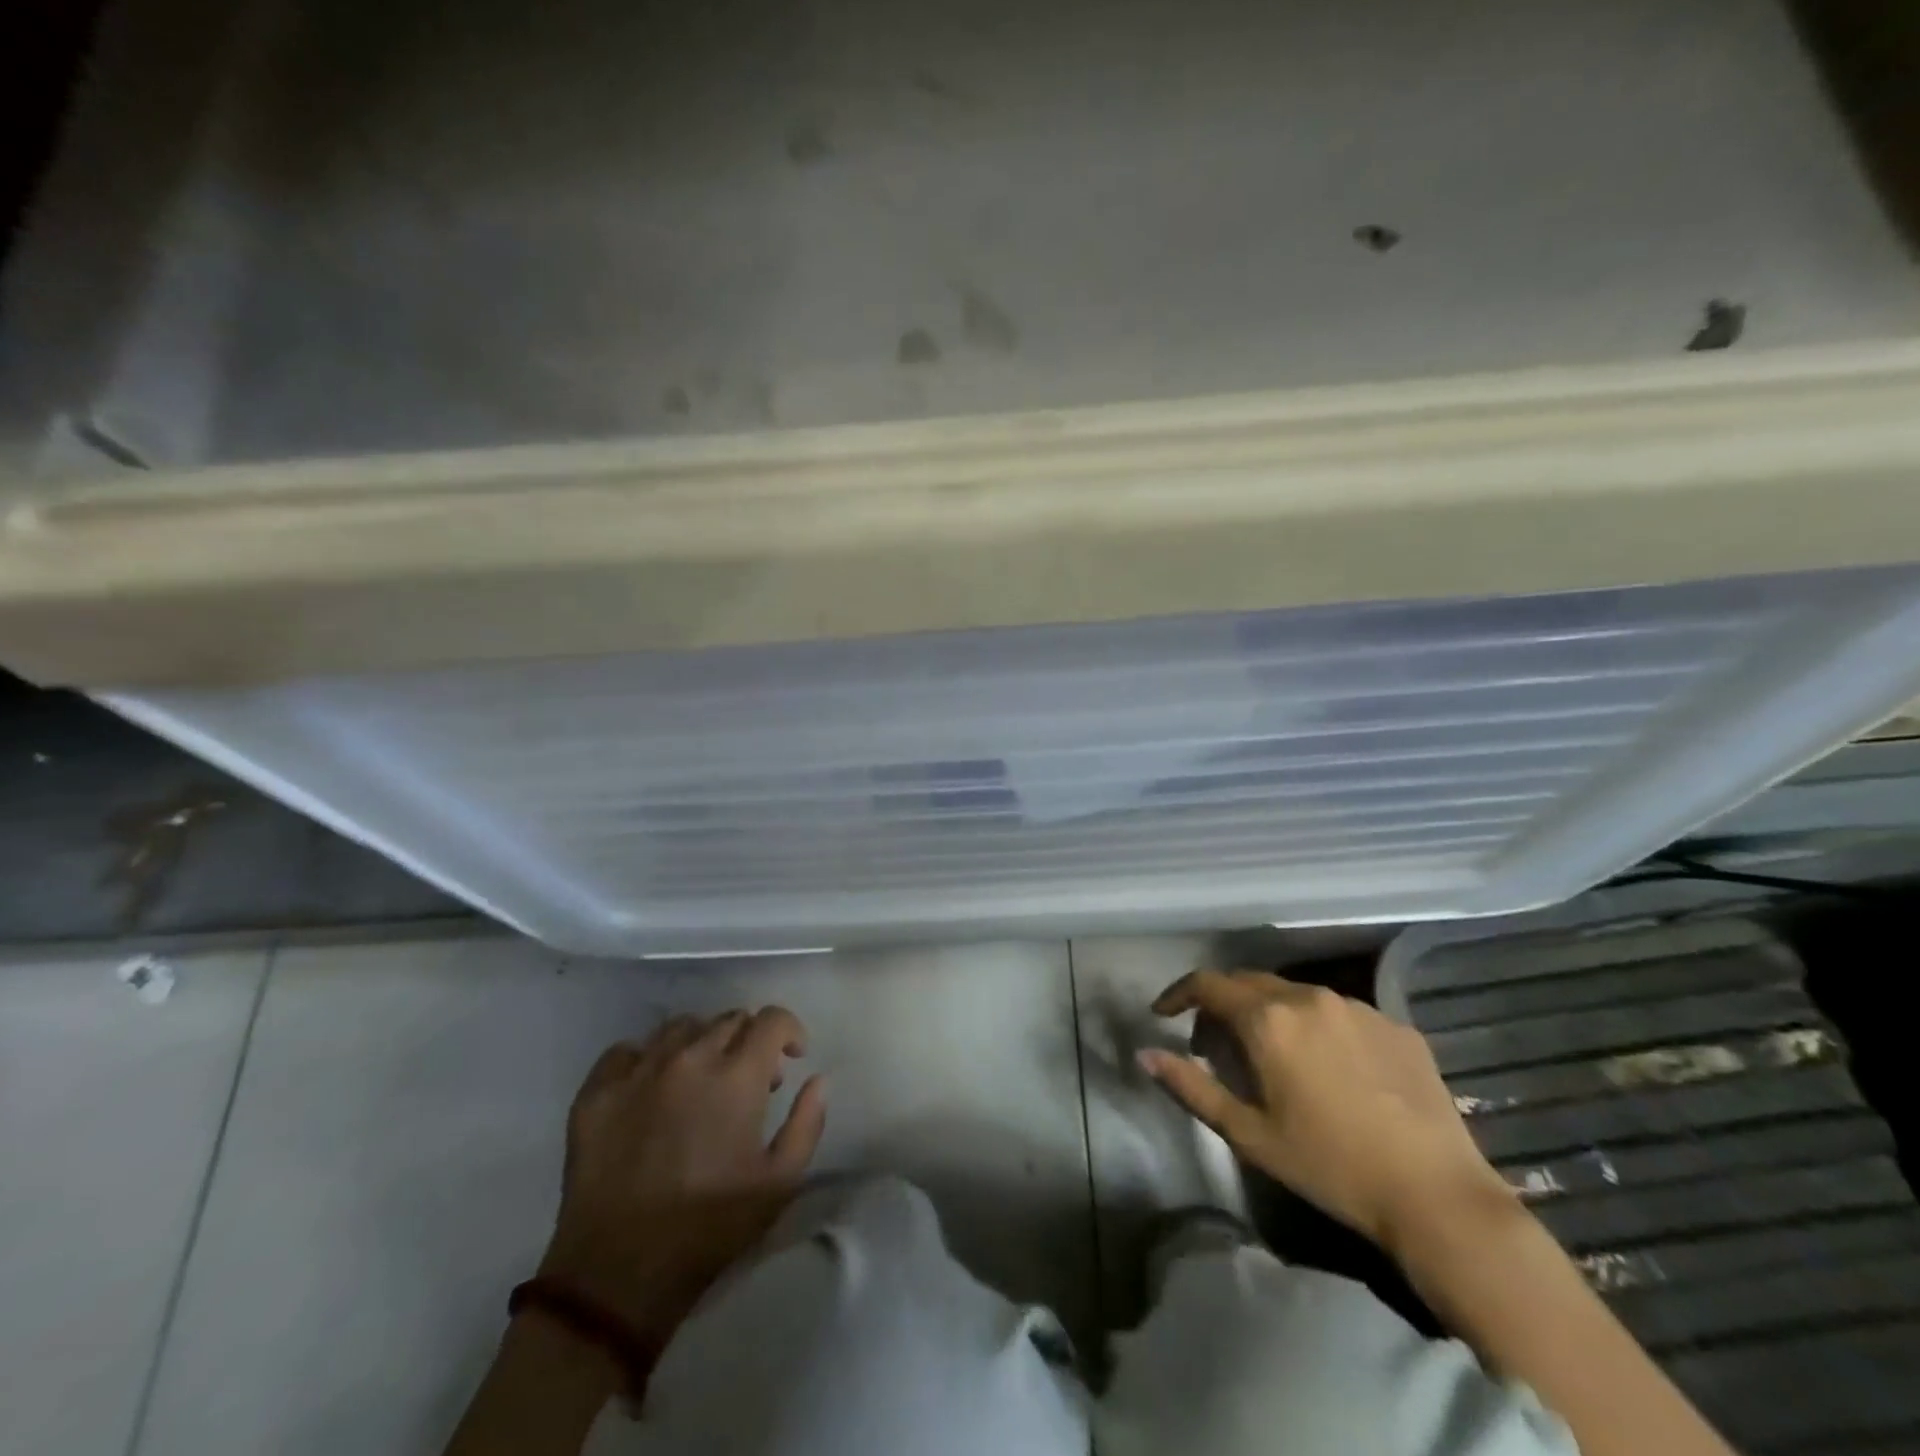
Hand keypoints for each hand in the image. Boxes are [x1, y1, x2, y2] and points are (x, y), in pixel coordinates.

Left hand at [535, 1008, 827, 1339]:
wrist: (617, 1275)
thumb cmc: (709, 1227)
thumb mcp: (780, 1182)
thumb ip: (807, 1122)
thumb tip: (817, 1079)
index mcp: (736, 1076)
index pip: (771, 1019)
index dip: (789, 1031)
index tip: (791, 1057)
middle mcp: (688, 1058)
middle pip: (728, 1019)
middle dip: (748, 1040)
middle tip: (748, 1081)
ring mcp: (638, 1071)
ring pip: (680, 1027)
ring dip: (702, 1043)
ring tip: (700, 1080)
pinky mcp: (596, 1092)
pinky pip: (627, 1051)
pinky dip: (648, 1058)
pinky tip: (652, 1088)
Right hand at [1139, 970, 1509, 1252]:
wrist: (1437, 1196)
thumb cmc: (1330, 1166)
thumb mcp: (1248, 1134)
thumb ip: (1191, 1087)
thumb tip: (1144, 1053)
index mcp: (1268, 1018)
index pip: (1207, 984)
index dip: (1178, 994)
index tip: (1163, 1014)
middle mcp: (1309, 997)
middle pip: (1249, 983)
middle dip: (1222, 1005)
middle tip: (1213, 1044)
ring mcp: (1357, 1007)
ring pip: (1295, 995)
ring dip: (1271, 1014)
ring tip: (1273, 1057)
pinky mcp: (1396, 1025)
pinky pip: (1340, 1013)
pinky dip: (1317, 1028)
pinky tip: (1331, 1070)